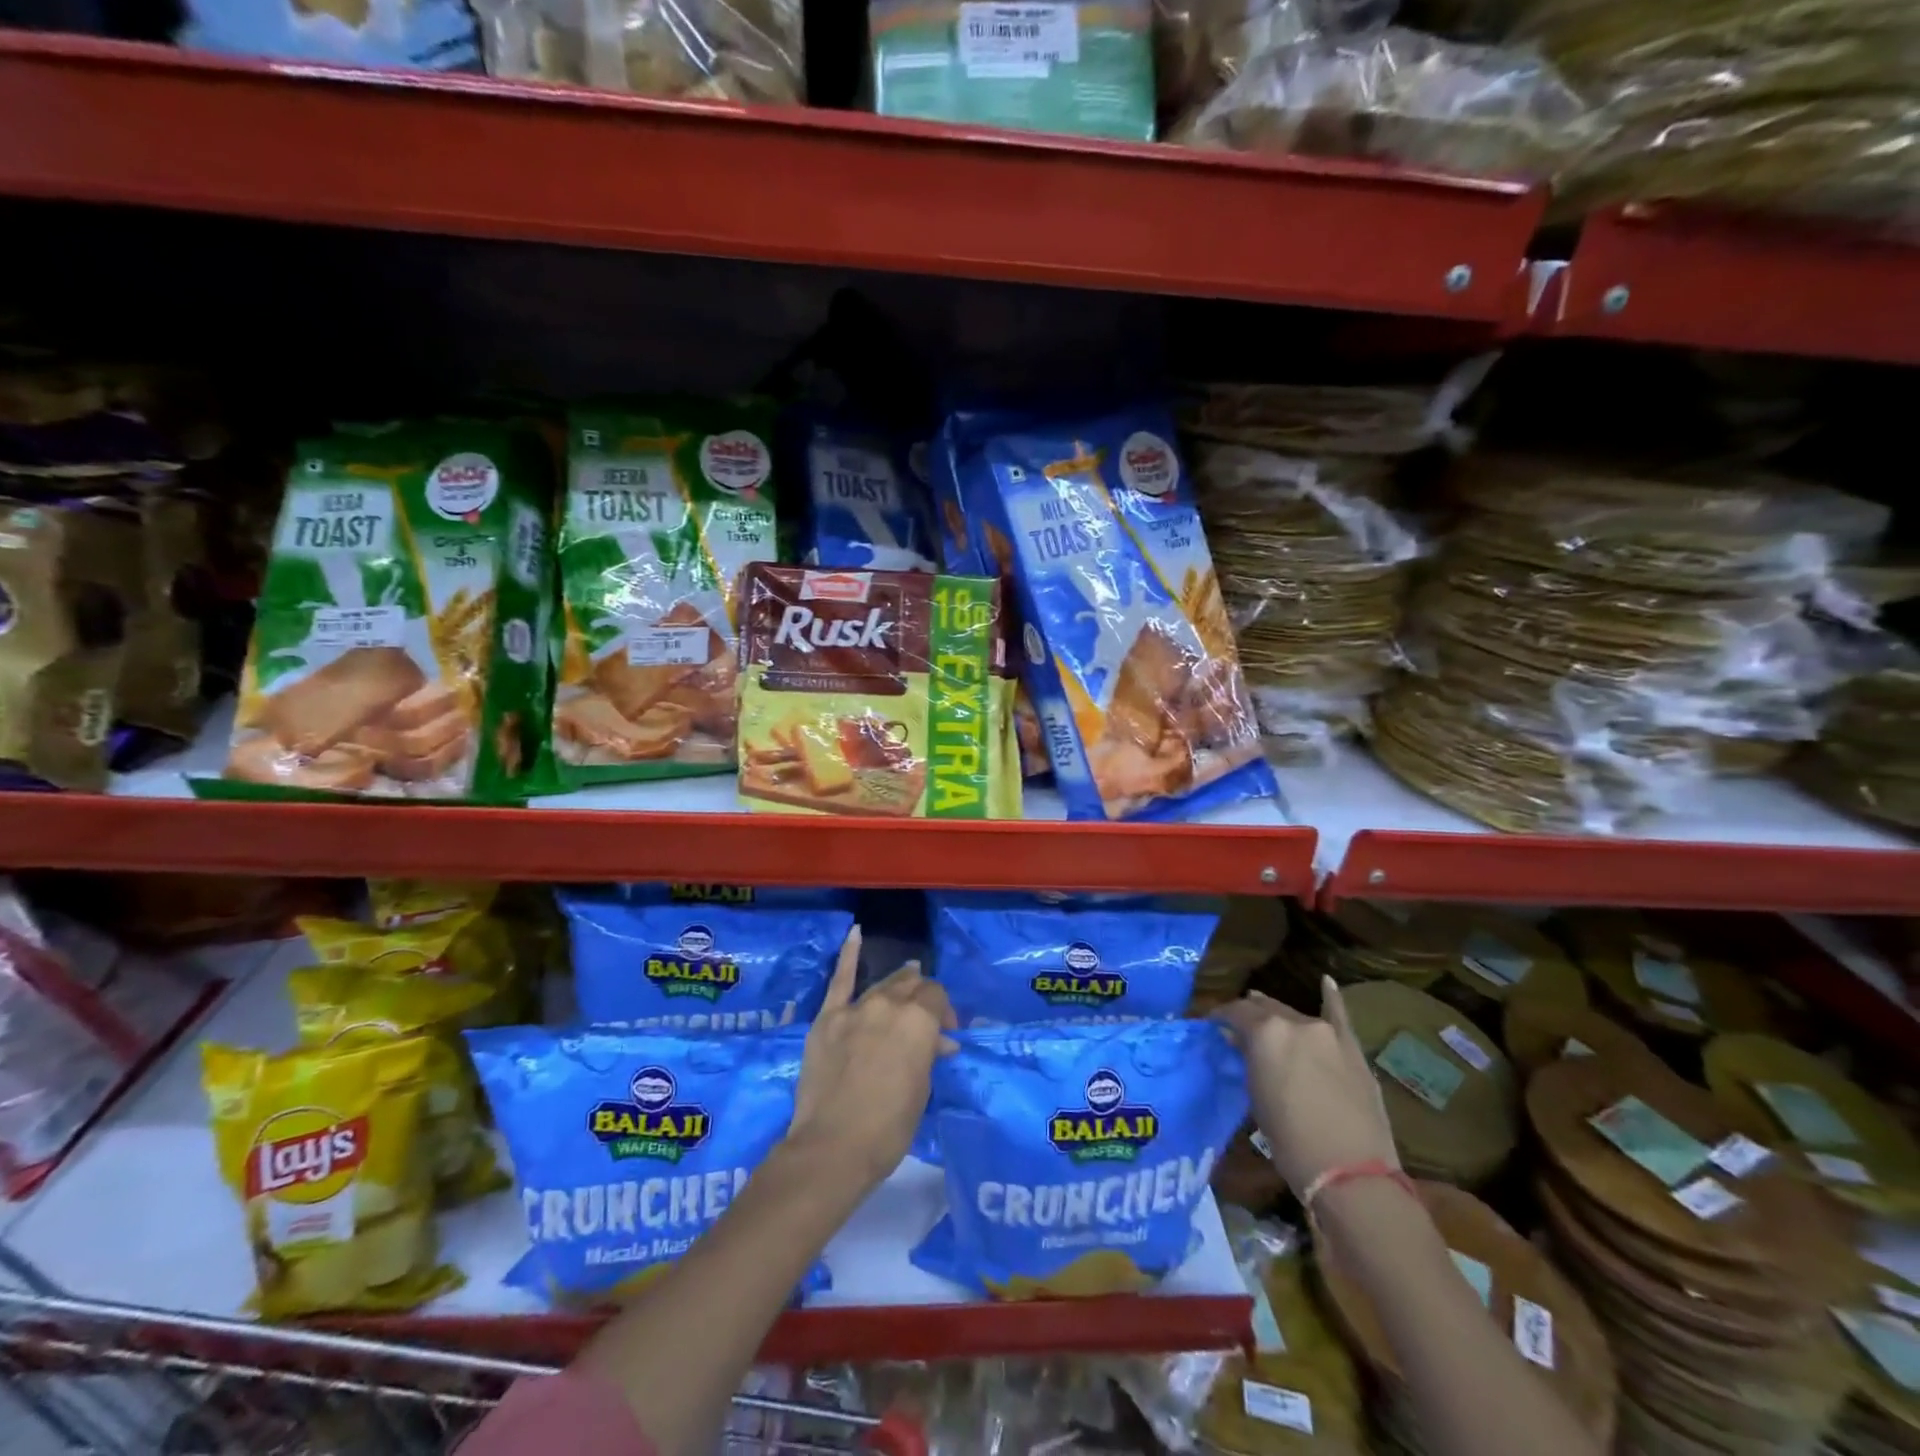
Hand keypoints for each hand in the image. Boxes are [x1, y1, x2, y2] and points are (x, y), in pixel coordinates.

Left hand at [786, 927, 956, 1191]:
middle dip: (923, 998)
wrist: (832, 1147)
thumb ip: (928, 1054)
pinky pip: (839, 979)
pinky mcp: (827, 1018)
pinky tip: (855, 933)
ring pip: (883, 985)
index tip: (945, 1036)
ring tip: (908, 981)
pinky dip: (848, 954)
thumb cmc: (889, 1127)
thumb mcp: (922, 1090)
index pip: (937, 998)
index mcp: (919, 1020)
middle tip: (927, 1019)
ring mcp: (855, 1008)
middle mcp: (889, 1004)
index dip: (945, 1014)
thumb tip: (938, 1042)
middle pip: (911, 986)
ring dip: (898, 985)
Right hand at [1217, 980, 1398, 1192]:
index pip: (1235, 1012)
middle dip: (1249, 1017)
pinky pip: (1340, 1015)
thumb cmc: (1290, 1141)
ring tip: (1267, 1021)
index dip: (1221, 1017)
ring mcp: (1329, 1033)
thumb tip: (1238, 1041)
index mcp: (1266, 1032)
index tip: (1211, 1026)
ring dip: (1279, 1018)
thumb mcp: (1256, 1098)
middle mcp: (1296, 1023)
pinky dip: (1331, 998)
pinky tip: (1326, 982)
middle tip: (1237, 1030)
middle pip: (1266, 1009)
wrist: (1352, 1175)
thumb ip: (1248, 1061)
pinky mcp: (1354, 1050)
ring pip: (1296, 1016)